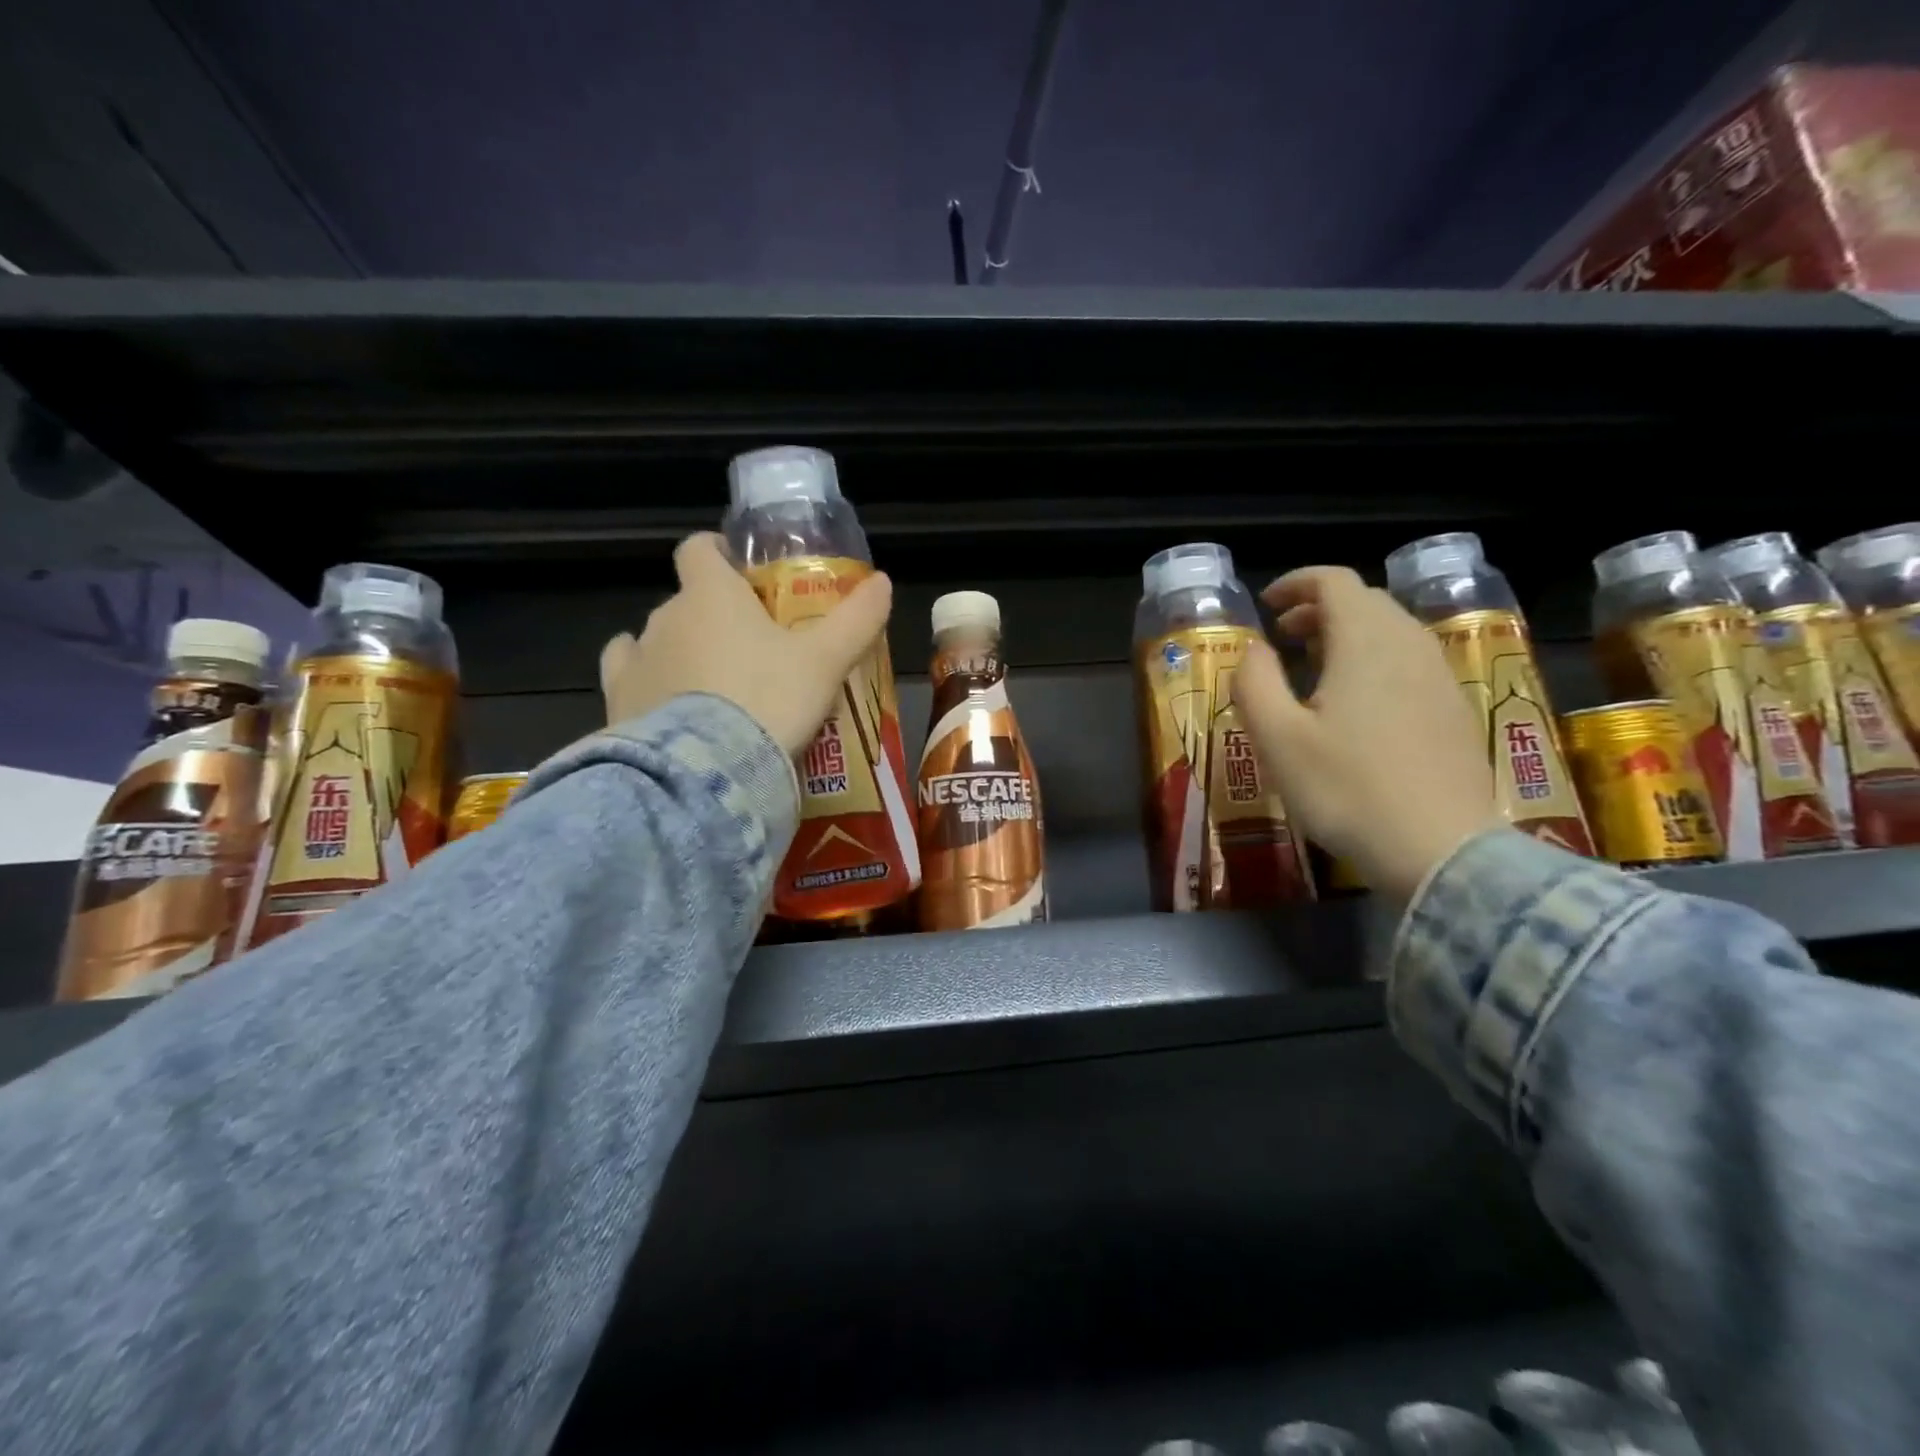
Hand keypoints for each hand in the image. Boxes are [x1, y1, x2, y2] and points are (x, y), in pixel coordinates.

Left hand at [599, 533, 893, 758]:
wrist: (708, 770)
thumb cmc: (770, 699)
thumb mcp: (825, 661)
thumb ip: (856, 619)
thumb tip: (884, 581)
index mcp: (710, 594)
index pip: (699, 549)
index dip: (718, 553)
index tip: (741, 573)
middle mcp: (665, 616)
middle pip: (687, 601)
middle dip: (714, 617)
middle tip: (753, 651)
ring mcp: (636, 658)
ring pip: (657, 639)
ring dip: (681, 651)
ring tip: (714, 688)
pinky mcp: (617, 701)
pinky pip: (628, 676)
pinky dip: (646, 683)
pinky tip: (667, 706)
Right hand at [1234, 566, 1500, 899]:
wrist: (1440, 849)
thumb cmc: (1346, 789)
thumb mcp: (1277, 737)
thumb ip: (1255, 681)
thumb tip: (1255, 648)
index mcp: (1366, 642)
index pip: (1335, 581)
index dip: (1297, 583)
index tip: (1267, 605)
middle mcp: (1410, 646)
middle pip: (1366, 602)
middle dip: (1319, 609)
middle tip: (1283, 638)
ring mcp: (1440, 678)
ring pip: (1391, 631)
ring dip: (1348, 635)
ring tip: (1314, 668)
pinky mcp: (1454, 710)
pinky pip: (1410, 662)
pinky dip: (1375, 660)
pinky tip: (1356, 705)